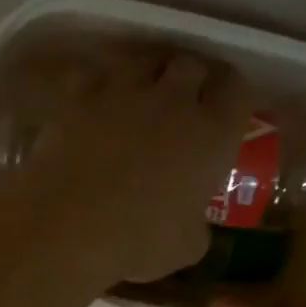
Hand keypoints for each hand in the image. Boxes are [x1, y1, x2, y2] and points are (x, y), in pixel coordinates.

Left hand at [19, 47, 250, 284]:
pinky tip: (95, 103)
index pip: (237, 90)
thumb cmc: (138, 242)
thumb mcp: (187, 247)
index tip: (226, 110)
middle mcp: (173, 101)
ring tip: (141, 95)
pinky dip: (99, 84)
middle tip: (185, 102)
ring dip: (148, 72)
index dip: (233, 96)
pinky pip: (95, 75)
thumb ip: (197, 224)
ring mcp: (124, 92)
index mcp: (212, 134)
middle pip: (192, 64)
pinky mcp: (79, 96)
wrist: (68, 227)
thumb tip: (191, 223)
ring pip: (144, 59)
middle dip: (192, 78)